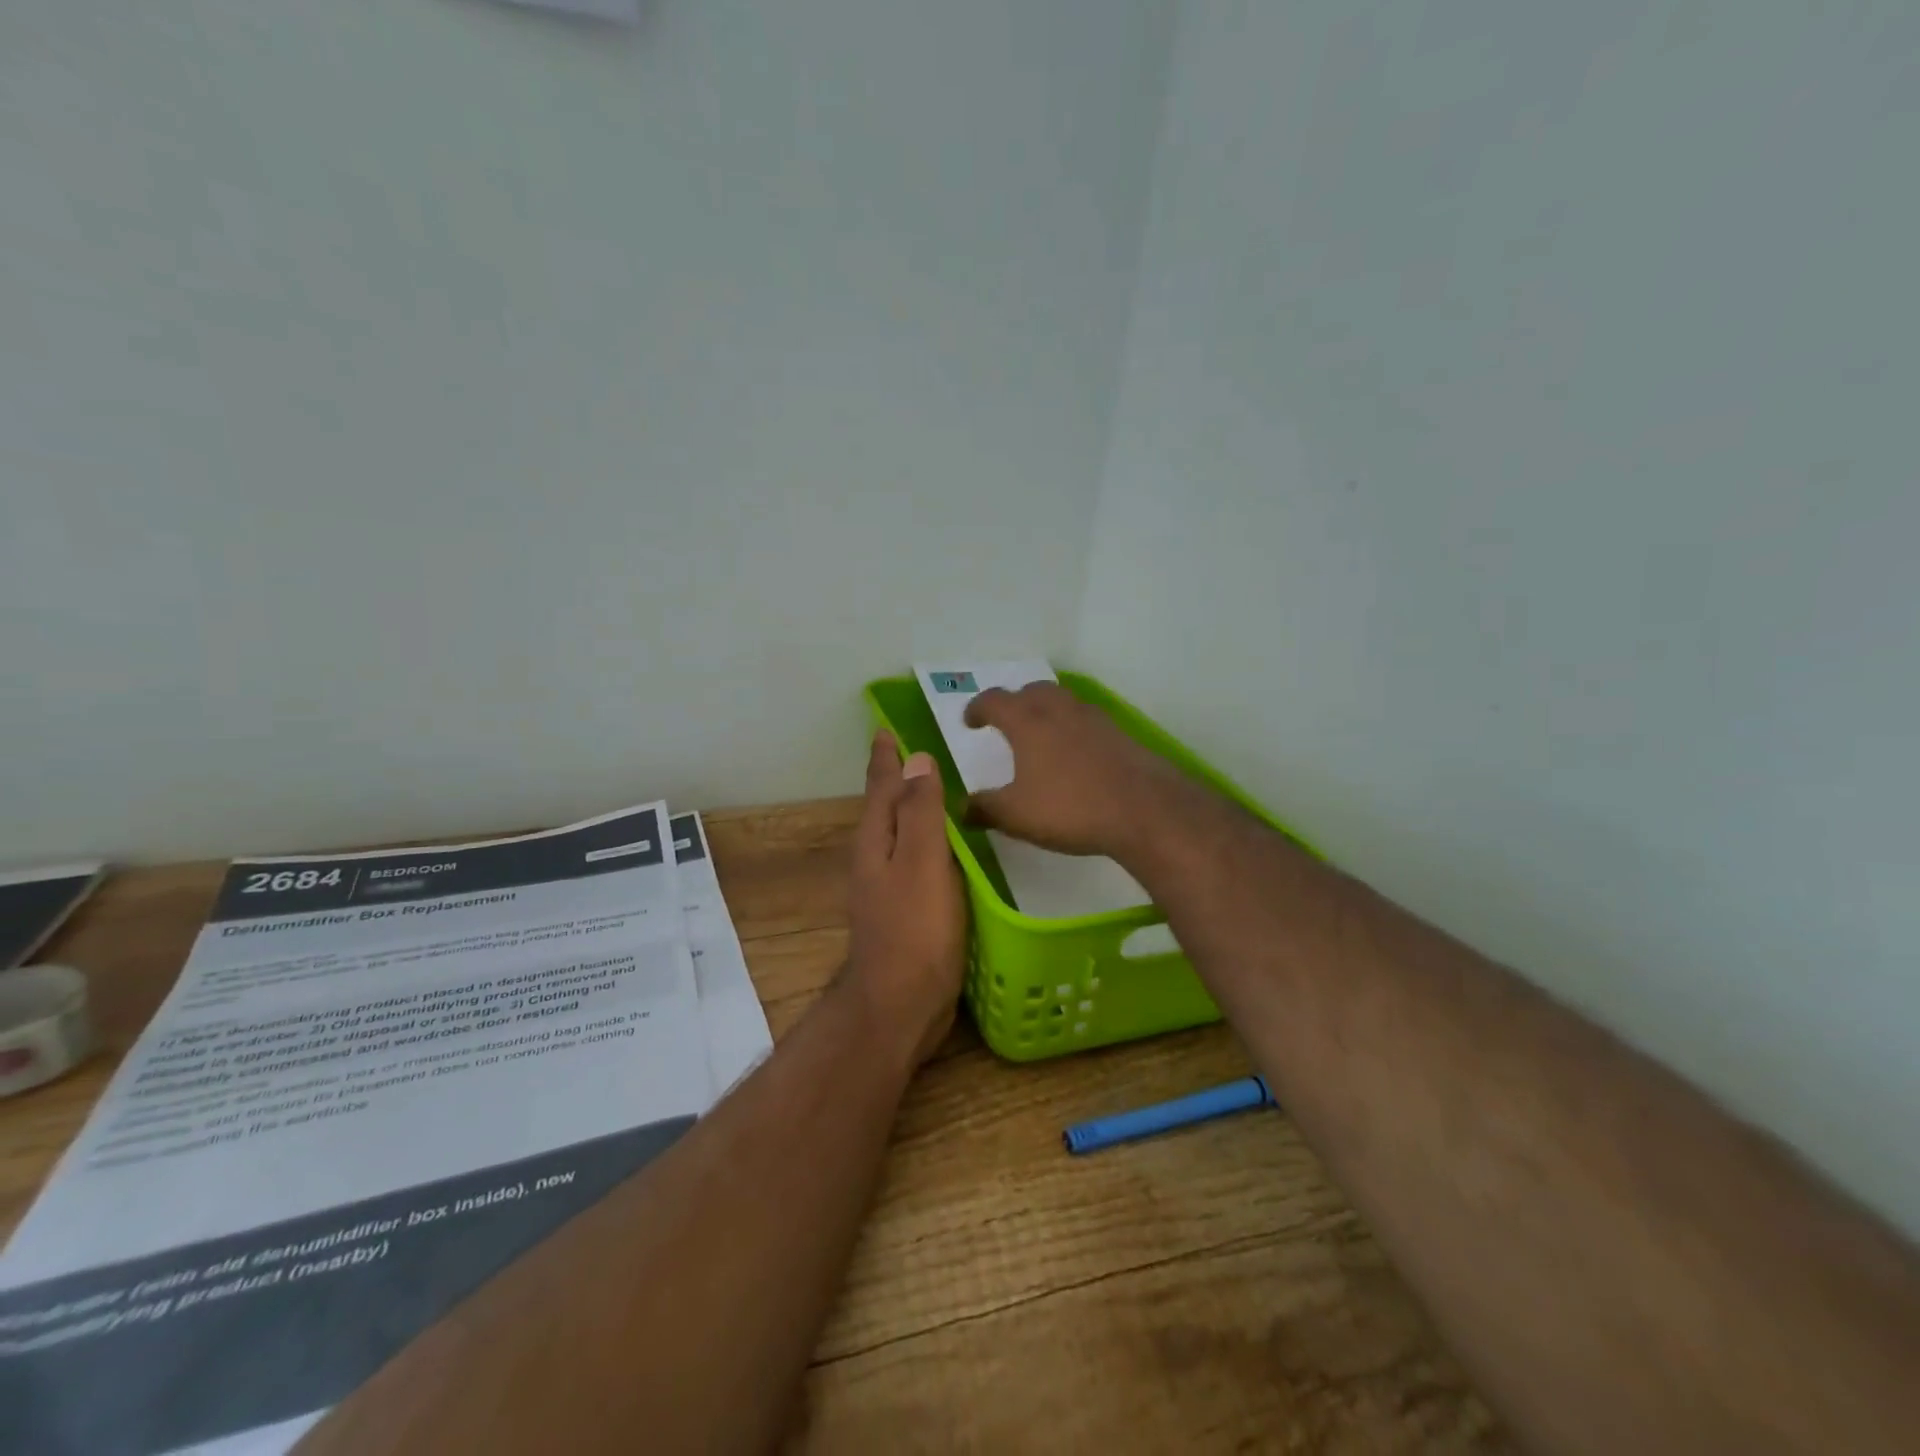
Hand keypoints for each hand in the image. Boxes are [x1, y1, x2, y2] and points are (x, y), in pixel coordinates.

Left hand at [843, 730, 967, 1070]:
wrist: (899, 1005)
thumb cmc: (914, 931)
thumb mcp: (921, 862)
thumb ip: (921, 811)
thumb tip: (917, 759)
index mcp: (876, 839)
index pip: (881, 784)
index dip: (885, 756)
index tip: (887, 727)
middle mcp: (876, 857)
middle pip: (887, 806)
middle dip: (899, 777)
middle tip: (924, 749)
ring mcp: (889, 886)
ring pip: (902, 833)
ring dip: (915, 808)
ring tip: (939, 789)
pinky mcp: (906, 910)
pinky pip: (918, 860)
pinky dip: (930, 842)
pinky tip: (951, 848)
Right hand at [962, 682, 1190, 860]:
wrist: (1144, 809)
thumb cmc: (1070, 807)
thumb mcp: (1016, 815)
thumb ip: (984, 808)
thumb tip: (961, 808)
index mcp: (1027, 722)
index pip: (994, 701)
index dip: (977, 709)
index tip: (970, 722)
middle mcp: (1060, 710)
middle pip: (1032, 691)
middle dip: (1015, 702)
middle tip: (1007, 722)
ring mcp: (1094, 719)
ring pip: (1063, 702)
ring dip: (1046, 711)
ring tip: (1041, 736)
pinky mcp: (1120, 735)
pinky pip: (1087, 721)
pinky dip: (1073, 729)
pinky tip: (1075, 756)